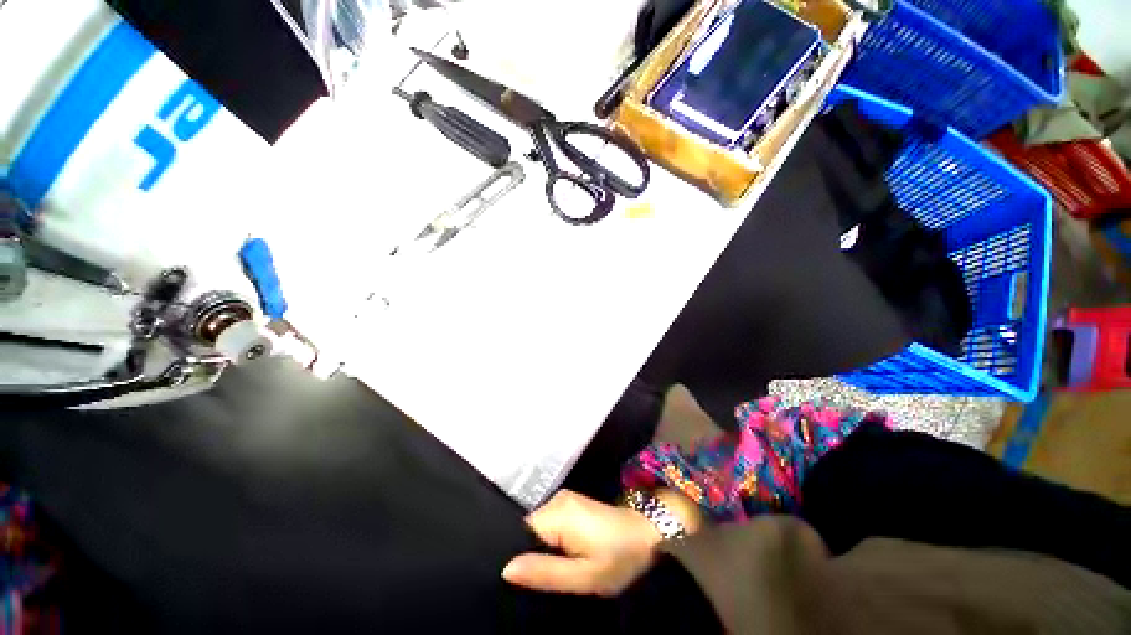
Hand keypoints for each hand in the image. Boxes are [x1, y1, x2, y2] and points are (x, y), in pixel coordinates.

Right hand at [502, 490, 661, 596]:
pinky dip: (551, 542)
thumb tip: (505, 569)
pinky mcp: (572, 504)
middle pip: (528, 530)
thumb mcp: (584, 576)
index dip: (517, 557)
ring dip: (541, 550)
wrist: (648, 533)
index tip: (519, 582)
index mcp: (557, 512)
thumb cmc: (619, 557)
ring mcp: (565, 499)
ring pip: (539, 529)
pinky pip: (550, 524)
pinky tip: (560, 558)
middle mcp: (556, 499)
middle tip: (537, 583)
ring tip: (549, 573)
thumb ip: (545, 573)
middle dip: (530, 555)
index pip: (519, 533)